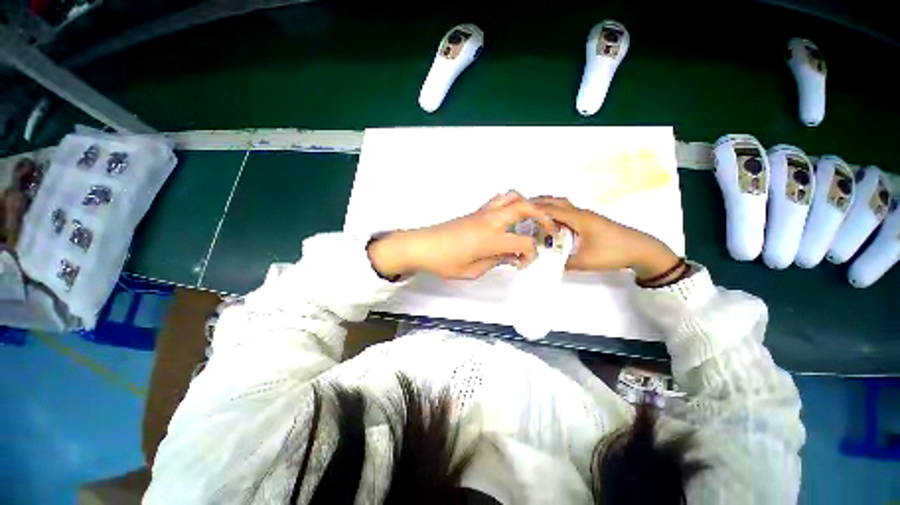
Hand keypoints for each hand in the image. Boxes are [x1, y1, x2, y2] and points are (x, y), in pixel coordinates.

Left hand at [368, 191, 554, 278]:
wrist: (422, 245)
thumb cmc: (444, 261)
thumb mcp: (472, 271)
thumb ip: (495, 263)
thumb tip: (509, 257)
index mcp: (491, 239)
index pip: (524, 243)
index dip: (531, 255)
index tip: (524, 262)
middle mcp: (490, 221)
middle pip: (525, 207)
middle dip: (543, 217)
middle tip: (548, 229)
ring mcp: (483, 213)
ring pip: (512, 196)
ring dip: (526, 205)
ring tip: (530, 219)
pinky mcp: (476, 211)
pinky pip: (498, 200)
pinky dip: (511, 204)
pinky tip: (509, 219)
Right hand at [531, 197, 679, 280]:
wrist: (641, 249)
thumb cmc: (613, 252)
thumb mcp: (586, 261)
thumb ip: (565, 263)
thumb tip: (549, 263)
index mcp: (578, 219)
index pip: (551, 209)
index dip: (535, 209)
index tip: (519, 211)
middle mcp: (581, 213)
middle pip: (557, 201)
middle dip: (539, 202)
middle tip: (523, 208)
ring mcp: (587, 215)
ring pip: (563, 204)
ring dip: (549, 205)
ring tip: (534, 212)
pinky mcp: (590, 220)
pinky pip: (569, 210)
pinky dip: (556, 211)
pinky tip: (552, 221)